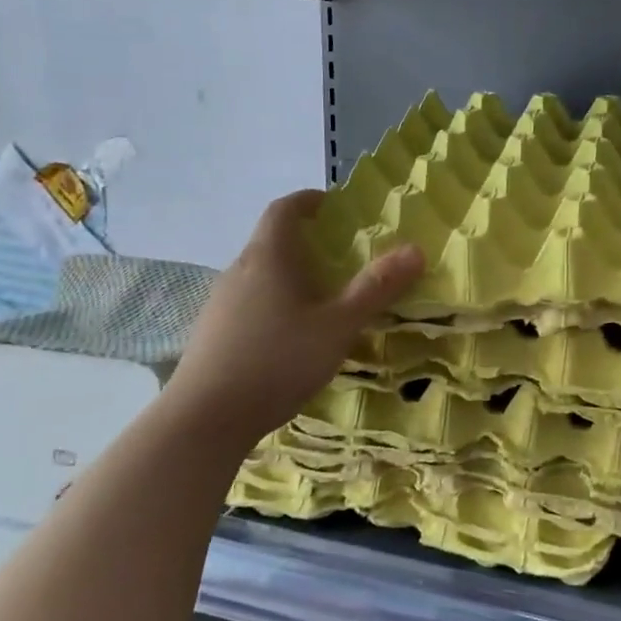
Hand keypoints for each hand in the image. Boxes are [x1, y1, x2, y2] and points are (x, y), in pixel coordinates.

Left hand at [166, 190, 422, 439]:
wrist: (205, 420)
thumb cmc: (278, 361)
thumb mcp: (338, 325)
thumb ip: (376, 288)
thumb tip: (416, 250)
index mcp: (268, 257)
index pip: (283, 209)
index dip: (308, 200)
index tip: (333, 204)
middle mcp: (238, 271)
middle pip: (271, 241)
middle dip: (306, 242)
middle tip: (342, 257)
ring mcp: (220, 303)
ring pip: (260, 274)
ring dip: (290, 275)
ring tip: (323, 298)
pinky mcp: (212, 333)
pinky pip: (249, 302)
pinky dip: (274, 302)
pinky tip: (292, 336)